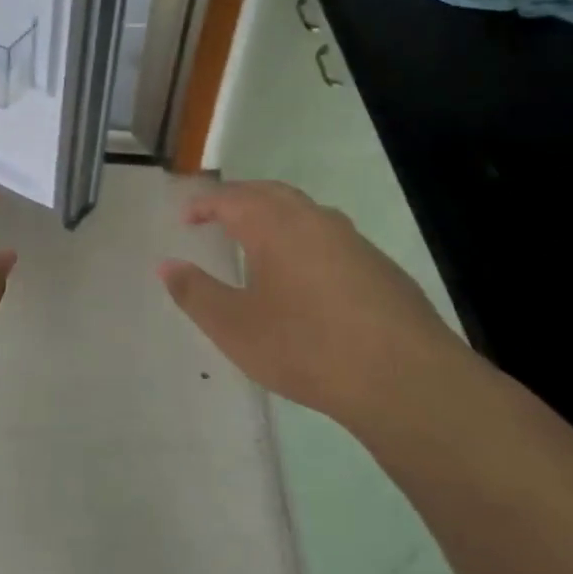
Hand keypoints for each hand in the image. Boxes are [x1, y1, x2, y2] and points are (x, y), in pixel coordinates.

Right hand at [158, 180, 474, 429]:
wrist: (405, 379)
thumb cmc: (306, 347)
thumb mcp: (234, 327)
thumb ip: (195, 293)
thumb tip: (167, 265)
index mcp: (276, 226)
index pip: (231, 199)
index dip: (204, 205)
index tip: (186, 218)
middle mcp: (315, 221)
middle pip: (271, 193)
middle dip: (241, 199)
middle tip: (218, 215)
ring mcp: (354, 242)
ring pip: (306, 213)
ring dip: (276, 216)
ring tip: (259, 240)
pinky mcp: (381, 268)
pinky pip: (332, 238)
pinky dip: (305, 241)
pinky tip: (306, 277)